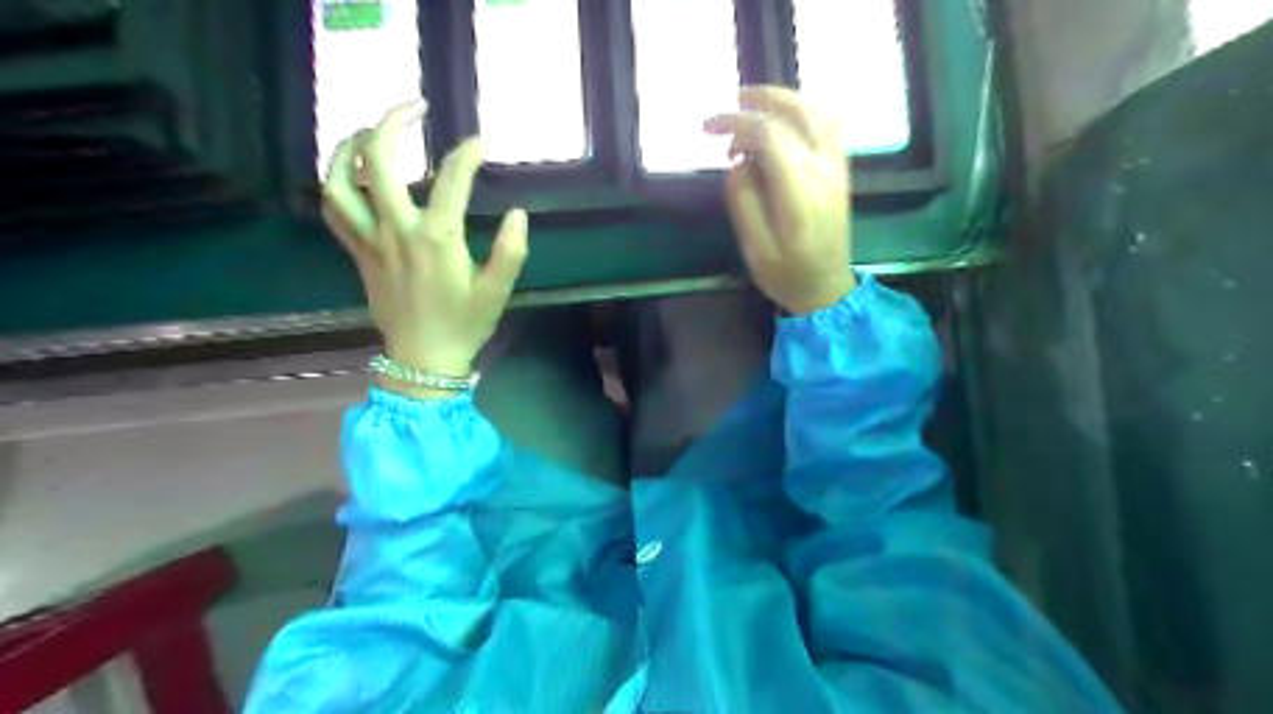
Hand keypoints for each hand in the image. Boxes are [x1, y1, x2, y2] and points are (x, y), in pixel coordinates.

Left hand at [326, 101, 533, 402]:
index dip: (469, 153)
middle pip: (379, 160)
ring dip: (349, 146)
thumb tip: (519, 214)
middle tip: (414, 108)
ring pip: (341, 180)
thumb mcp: (497, 291)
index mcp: (437, 238)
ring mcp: (371, 240)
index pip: (451, 179)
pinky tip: (352, 175)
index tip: (484, 141)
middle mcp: (397, 230)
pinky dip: (336, 183)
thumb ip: (511, 251)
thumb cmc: (464, 325)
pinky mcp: (358, 253)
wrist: (423, 360)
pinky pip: (333, 210)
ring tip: (369, 132)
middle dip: (393, 122)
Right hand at [707, 87, 852, 314]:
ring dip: (786, 100)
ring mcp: (837, 169)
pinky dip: (804, 111)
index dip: (737, 123)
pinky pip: (829, 125)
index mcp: (800, 194)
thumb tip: (737, 162)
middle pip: (799, 113)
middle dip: (761, 100)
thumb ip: (743, 202)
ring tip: (754, 102)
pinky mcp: (841, 171)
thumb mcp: (755, 250)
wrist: (828, 290)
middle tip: (732, 101)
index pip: (771, 136)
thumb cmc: (788, 276)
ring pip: (819, 112)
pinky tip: (782, 120)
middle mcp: (824, 172)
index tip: (708, 130)